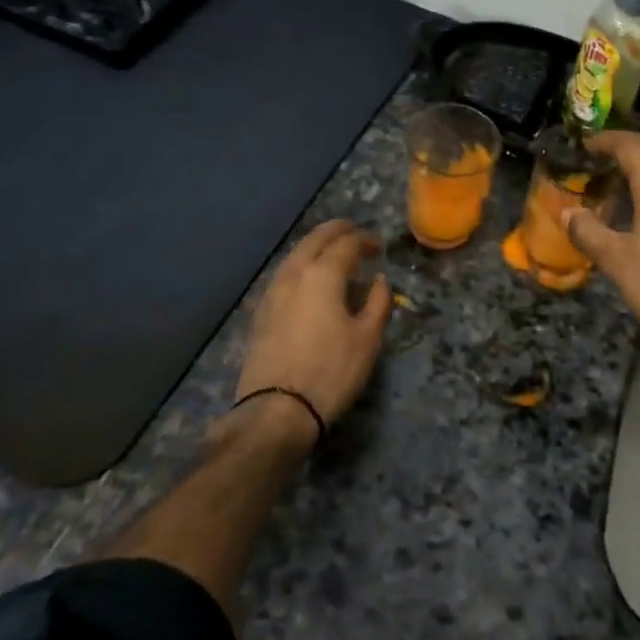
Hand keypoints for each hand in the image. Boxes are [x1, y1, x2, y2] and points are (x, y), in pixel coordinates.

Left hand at [235, 220, 391, 436]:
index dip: (364, 240)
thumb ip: (377, 303)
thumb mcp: (367, 339)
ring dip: (313, 246)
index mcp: (322, 275)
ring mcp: (272, 293)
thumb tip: (379, 280)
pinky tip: (306, 278)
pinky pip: (283, 275)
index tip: (377, 246)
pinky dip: (299, 266)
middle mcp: (294, 275)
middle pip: (313, 241)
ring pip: (294, 256)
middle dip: (334, 231)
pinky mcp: (261, 313)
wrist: (276, 410)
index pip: (346, 244)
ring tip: (329, 250)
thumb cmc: (331, 371)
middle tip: (351, 229)